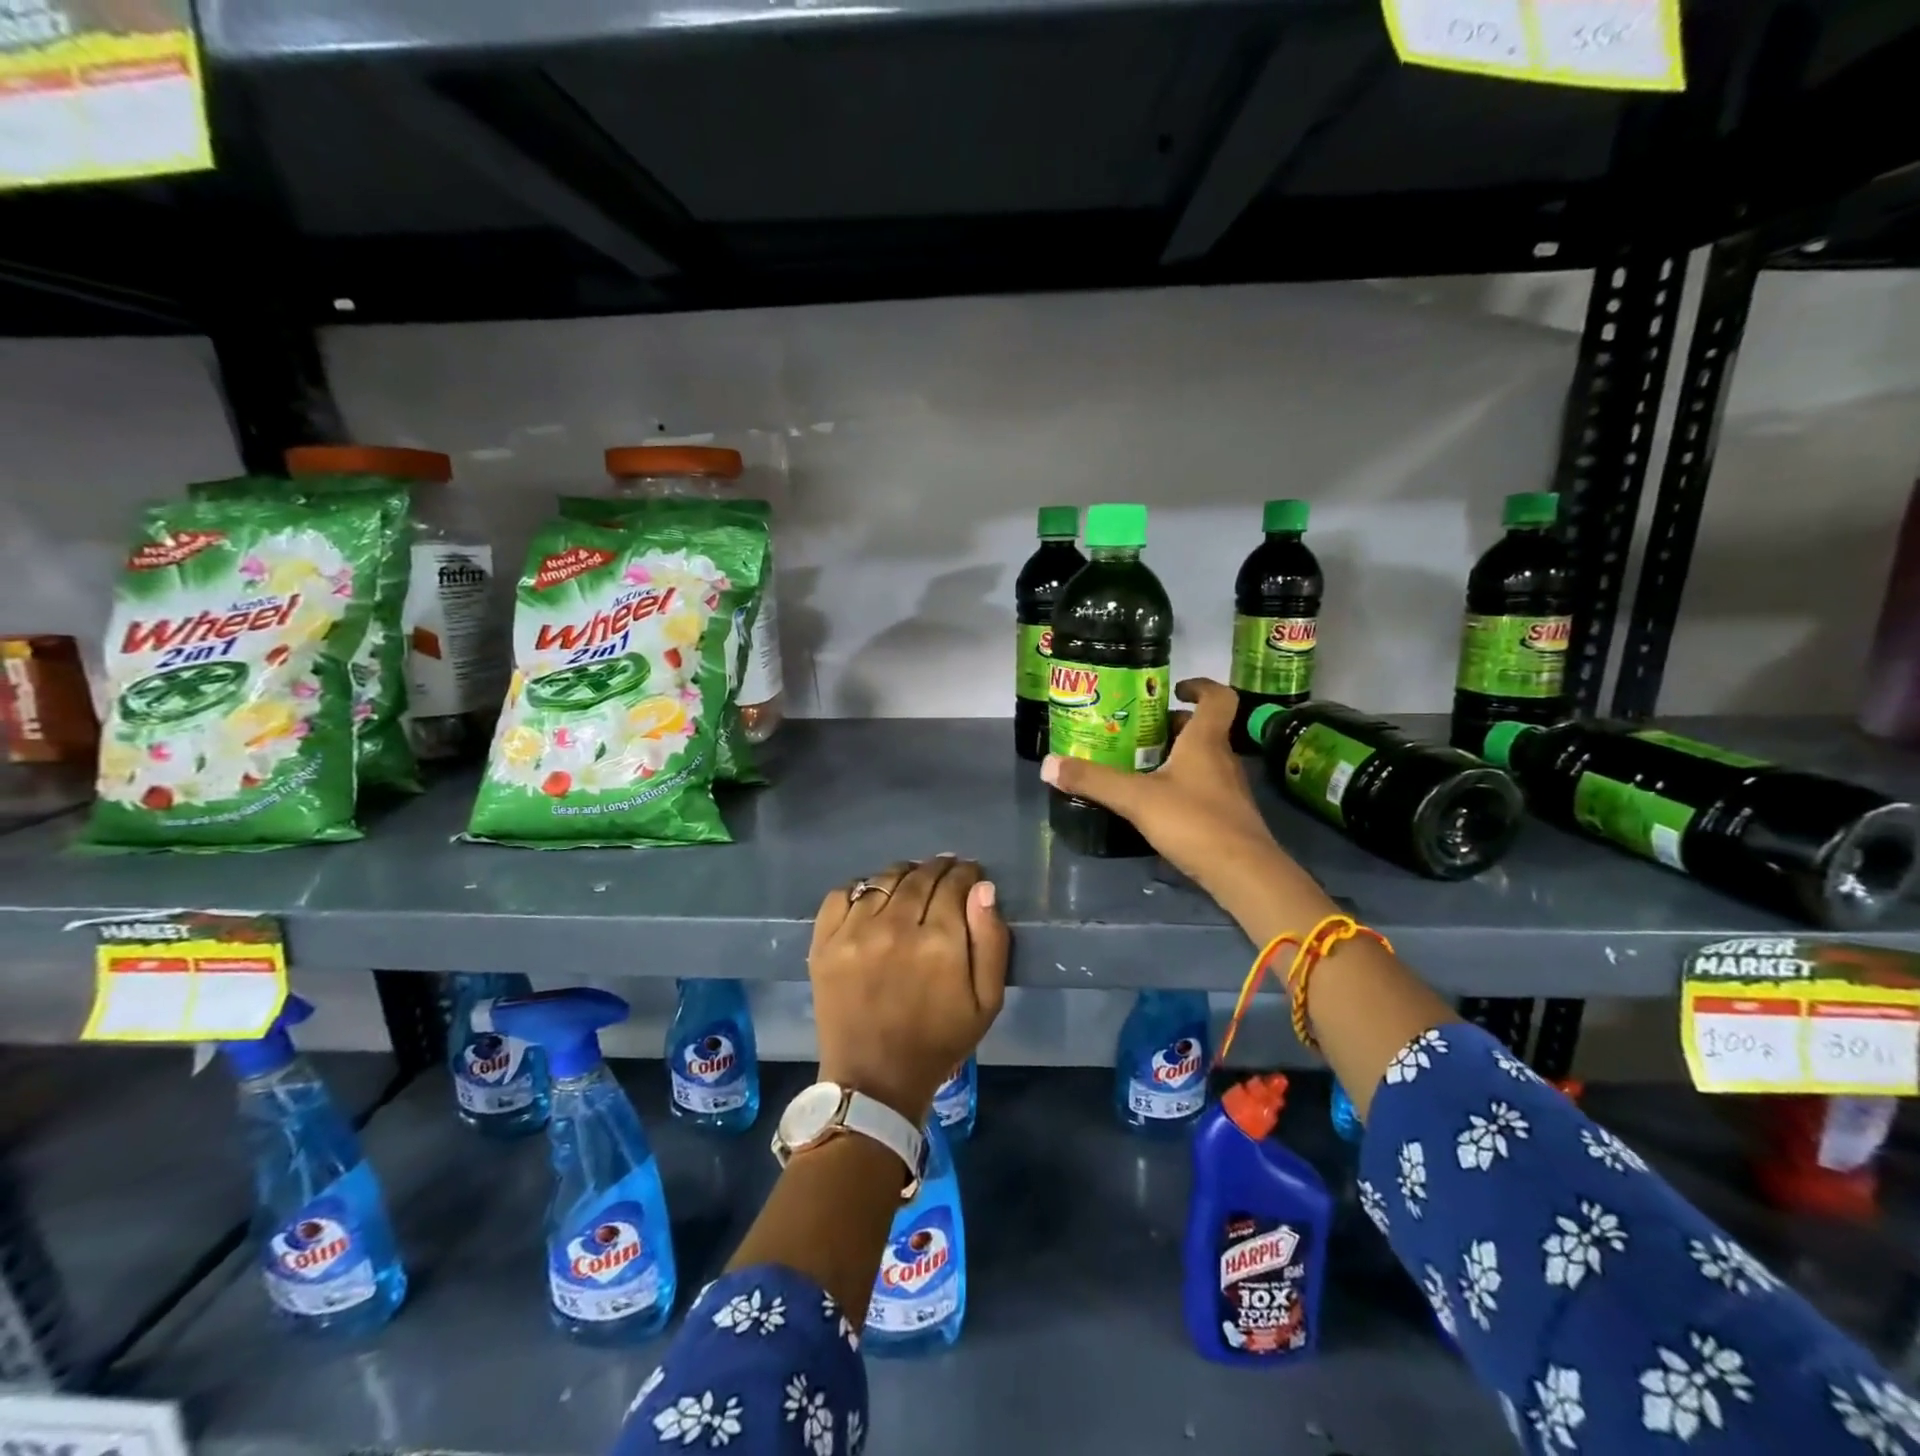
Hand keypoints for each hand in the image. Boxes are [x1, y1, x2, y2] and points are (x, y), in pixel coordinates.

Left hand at [808, 856, 1008, 1125]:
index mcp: (939, 942)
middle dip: (938, 869)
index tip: (969, 874)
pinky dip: (861, 888)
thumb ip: (991, 940)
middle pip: (920, 876)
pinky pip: (842, 894)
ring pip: (884, 879)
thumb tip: (983, 888)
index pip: (954, 883)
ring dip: (904, 874)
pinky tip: (873, 900)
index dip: (966, 873)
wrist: (874, 1081)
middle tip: (945, 872)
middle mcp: (895, 927)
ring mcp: (854, 933)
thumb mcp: (987, 1002)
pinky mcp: (824, 943)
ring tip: (912, 883)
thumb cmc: (939, 1042)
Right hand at [1042, 679, 1331, 935]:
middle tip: (1136, 731)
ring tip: (1137, 764)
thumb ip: (1094, 781)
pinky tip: (1154, 802)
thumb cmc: (1194, 822)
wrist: (1243, 873)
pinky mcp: (1226, 815)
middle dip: (1171, 725)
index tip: (1174, 689)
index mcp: (1205, 741)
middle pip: (1202, 729)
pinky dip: (1179, 784)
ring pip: (1201, 759)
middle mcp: (1221, 758)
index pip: (1218, 697)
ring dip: (1174, 755)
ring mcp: (1227, 789)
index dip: (1199, 686)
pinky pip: (1201, 786)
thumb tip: (1049, 764)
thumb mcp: (1136, 799)